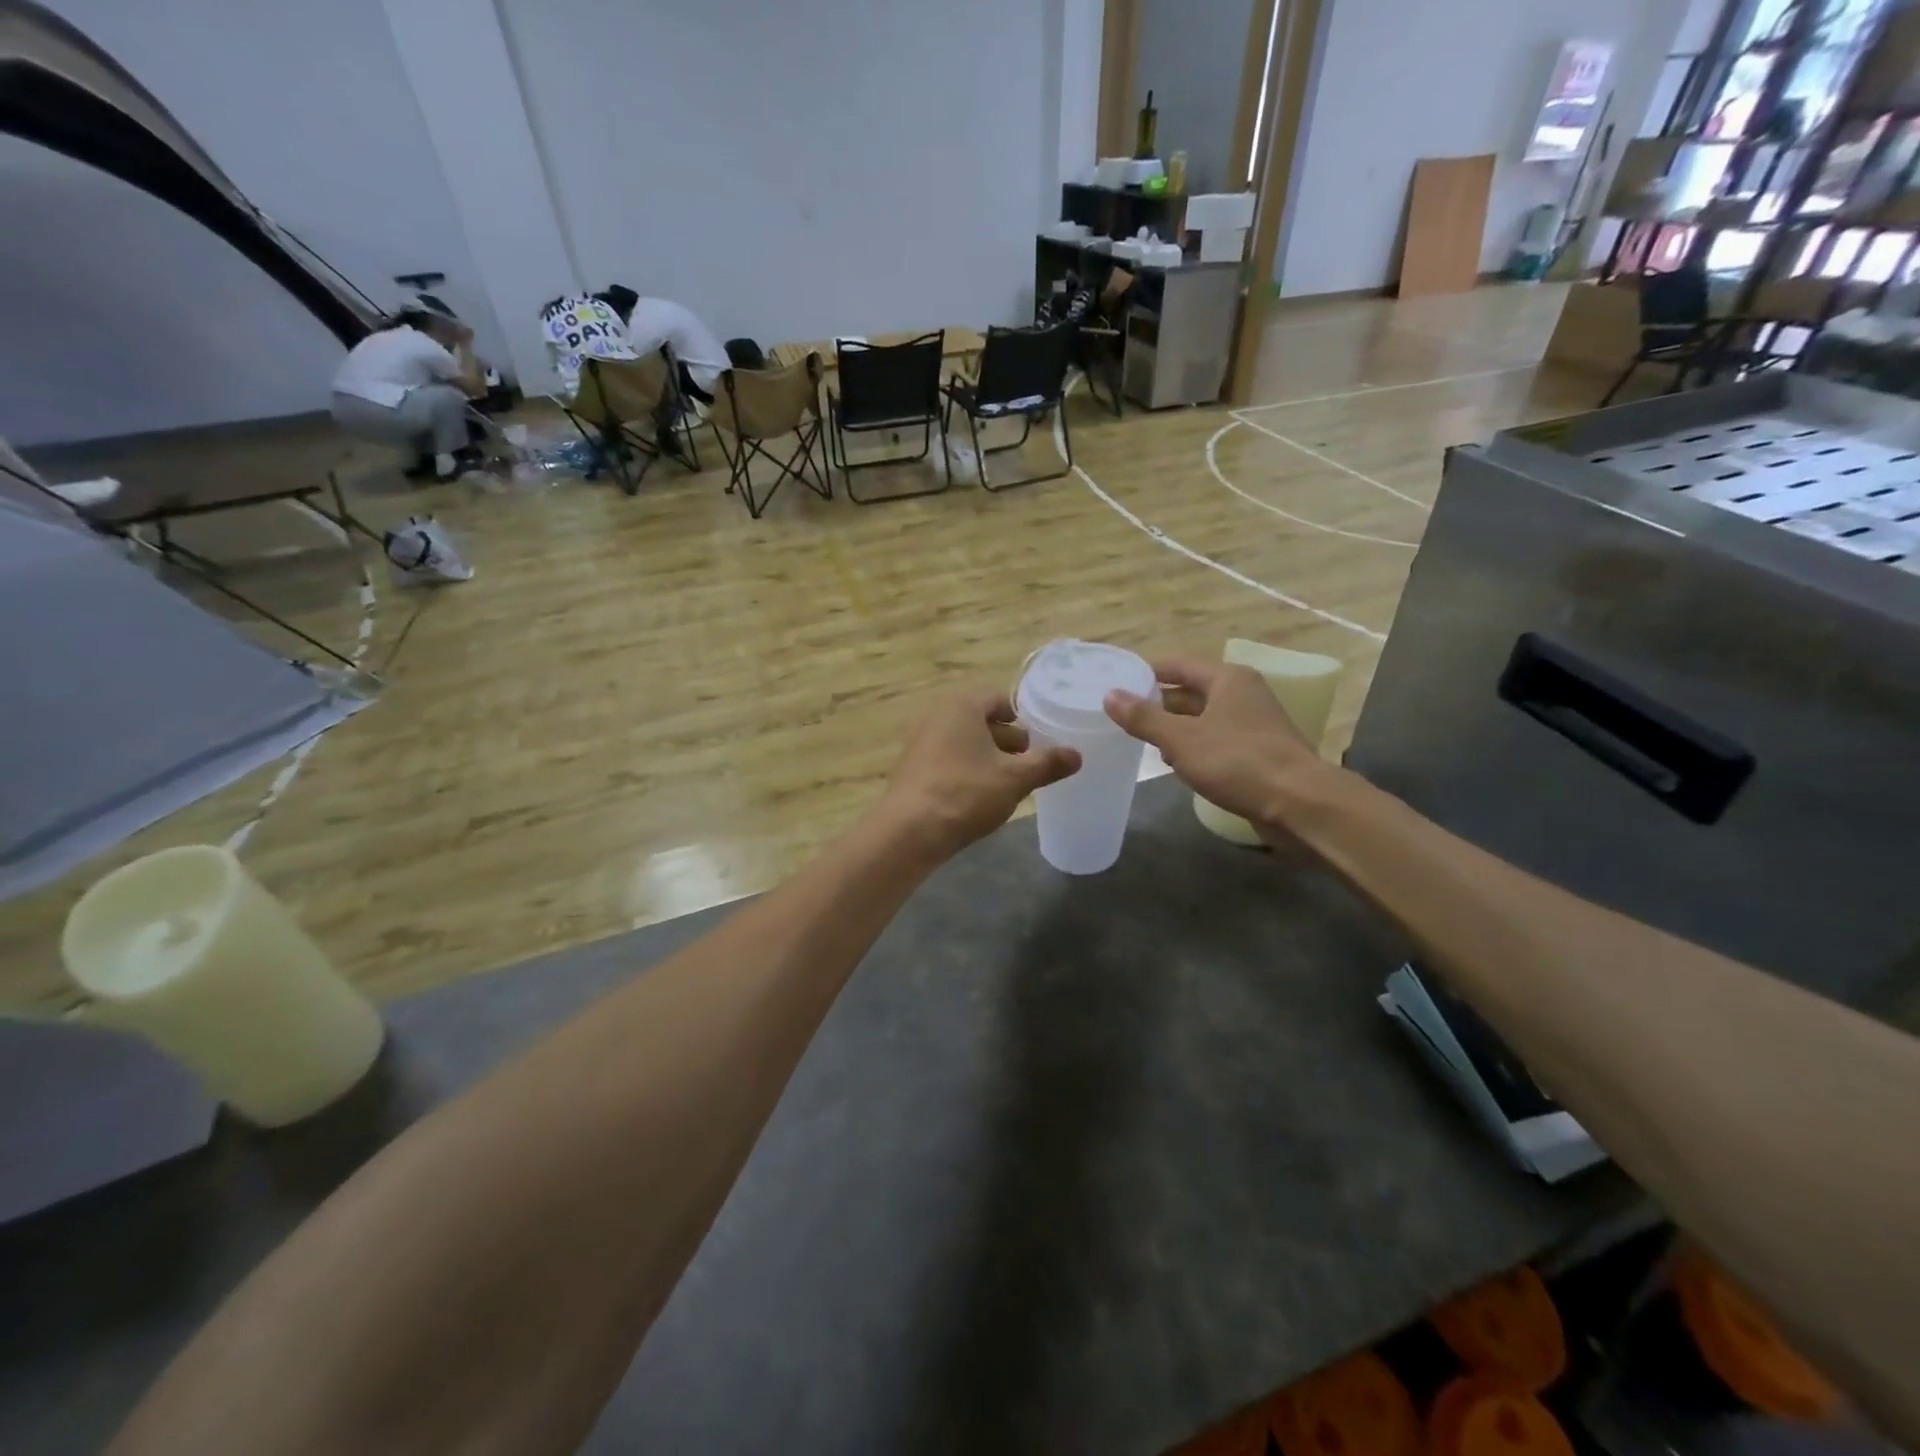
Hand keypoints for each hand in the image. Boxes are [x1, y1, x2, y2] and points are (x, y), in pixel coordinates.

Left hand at [876, 690, 1080, 860]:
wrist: (909, 832)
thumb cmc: (966, 793)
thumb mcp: (1016, 778)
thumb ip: (1048, 763)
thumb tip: (1077, 755)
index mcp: (961, 705)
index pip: (1000, 700)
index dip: (1023, 719)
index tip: (1040, 742)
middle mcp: (936, 715)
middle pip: (981, 721)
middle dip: (1007, 741)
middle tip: (1030, 765)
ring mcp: (919, 741)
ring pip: (964, 742)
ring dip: (988, 758)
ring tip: (1009, 784)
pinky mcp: (911, 768)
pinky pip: (947, 760)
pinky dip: (966, 771)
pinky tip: (979, 797)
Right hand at [1103, 659, 1324, 828]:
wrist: (1299, 803)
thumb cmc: (1237, 762)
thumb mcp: (1181, 739)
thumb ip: (1143, 718)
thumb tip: (1109, 695)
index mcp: (1227, 679)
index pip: (1178, 666)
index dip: (1147, 674)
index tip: (1118, 685)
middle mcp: (1243, 693)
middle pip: (1191, 691)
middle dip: (1158, 704)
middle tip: (1123, 716)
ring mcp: (1254, 723)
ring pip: (1204, 718)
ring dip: (1175, 727)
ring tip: (1143, 741)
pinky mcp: (1259, 751)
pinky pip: (1217, 740)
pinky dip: (1195, 746)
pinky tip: (1176, 763)